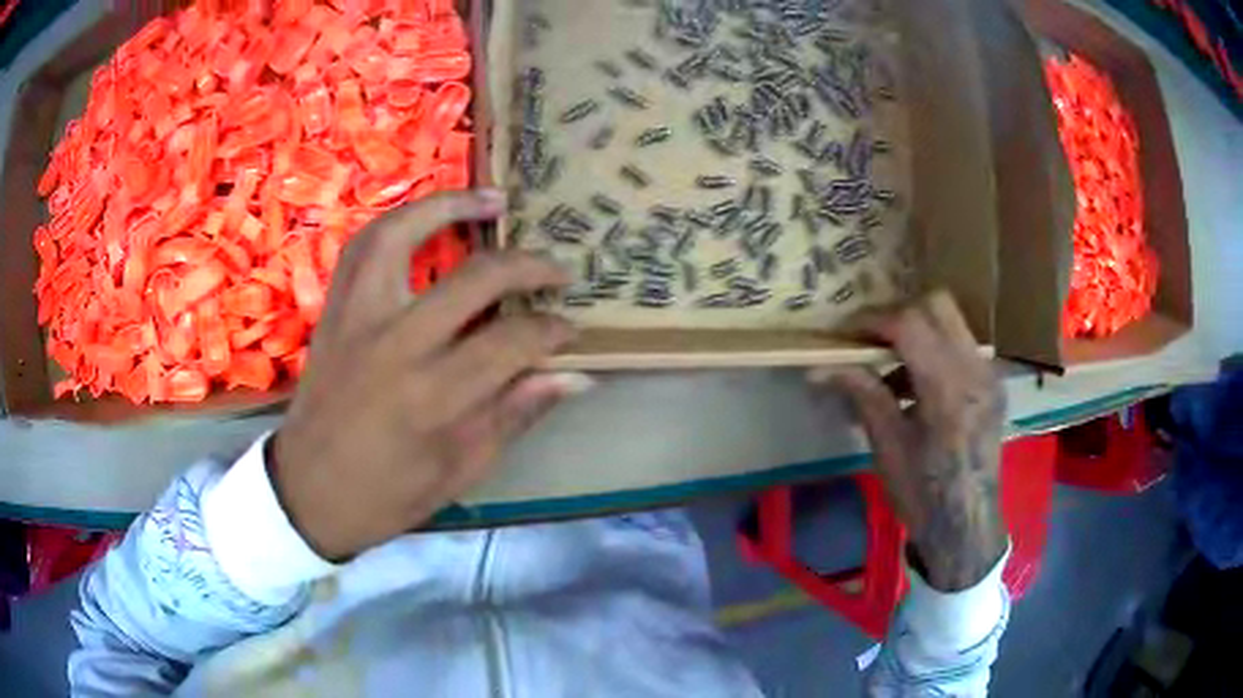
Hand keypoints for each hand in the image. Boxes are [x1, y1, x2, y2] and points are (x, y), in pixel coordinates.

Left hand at [271, 190, 589, 560]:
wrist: (308, 492)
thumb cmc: (387, 495)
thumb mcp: (461, 469)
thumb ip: (515, 413)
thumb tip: (574, 375)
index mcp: (433, 396)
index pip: (511, 341)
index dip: (552, 331)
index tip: (570, 329)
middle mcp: (394, 342)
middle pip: (473, 277)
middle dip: (528, 265)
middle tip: (557, 268)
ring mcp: (357, 317)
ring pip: (402, 233)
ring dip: (451, 206)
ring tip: (492, 199)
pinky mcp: (334, 310)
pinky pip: (363, 247)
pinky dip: (399, 221)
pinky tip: (426, 218)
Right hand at [820, 291, 1006, 590]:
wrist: (967, 525)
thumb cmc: (923, 494)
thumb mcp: (888, 446)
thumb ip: (863, 394)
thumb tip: (820, 367)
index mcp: (947, 389)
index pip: (909, 324)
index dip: (873, 321)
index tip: (847, 335)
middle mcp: (975, 370)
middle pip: (937, 305)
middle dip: (900, 314)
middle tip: (873, 341)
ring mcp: (990, 374)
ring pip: (953, 322)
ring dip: (919, 332)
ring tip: (893, 369)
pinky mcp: (994, 384)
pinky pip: (963, 346)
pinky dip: (937, 350)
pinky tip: (919, 387)